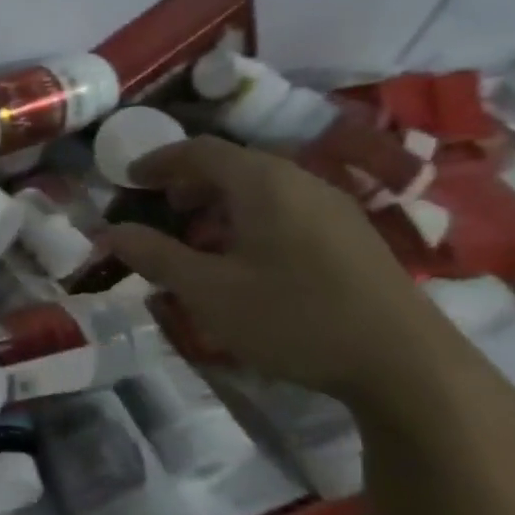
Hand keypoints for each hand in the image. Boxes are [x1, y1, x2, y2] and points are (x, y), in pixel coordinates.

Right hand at [104, 136, 471, 404]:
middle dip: (186, 182)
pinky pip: (285, 207)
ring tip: (194, 237)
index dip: (158, 160)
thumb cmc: (293, 317)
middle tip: (157, 209)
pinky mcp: (351, 235)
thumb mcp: (207, 290)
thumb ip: (154, 255)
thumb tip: (108, 232)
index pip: (200, 150)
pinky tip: (243, 258)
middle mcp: (300, 180)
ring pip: (260, 187)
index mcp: (263, 182)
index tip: (127, 179)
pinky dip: (248, 217)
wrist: (406, 364)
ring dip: (217, 202)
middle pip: (232, 164)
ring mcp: (333, 206)